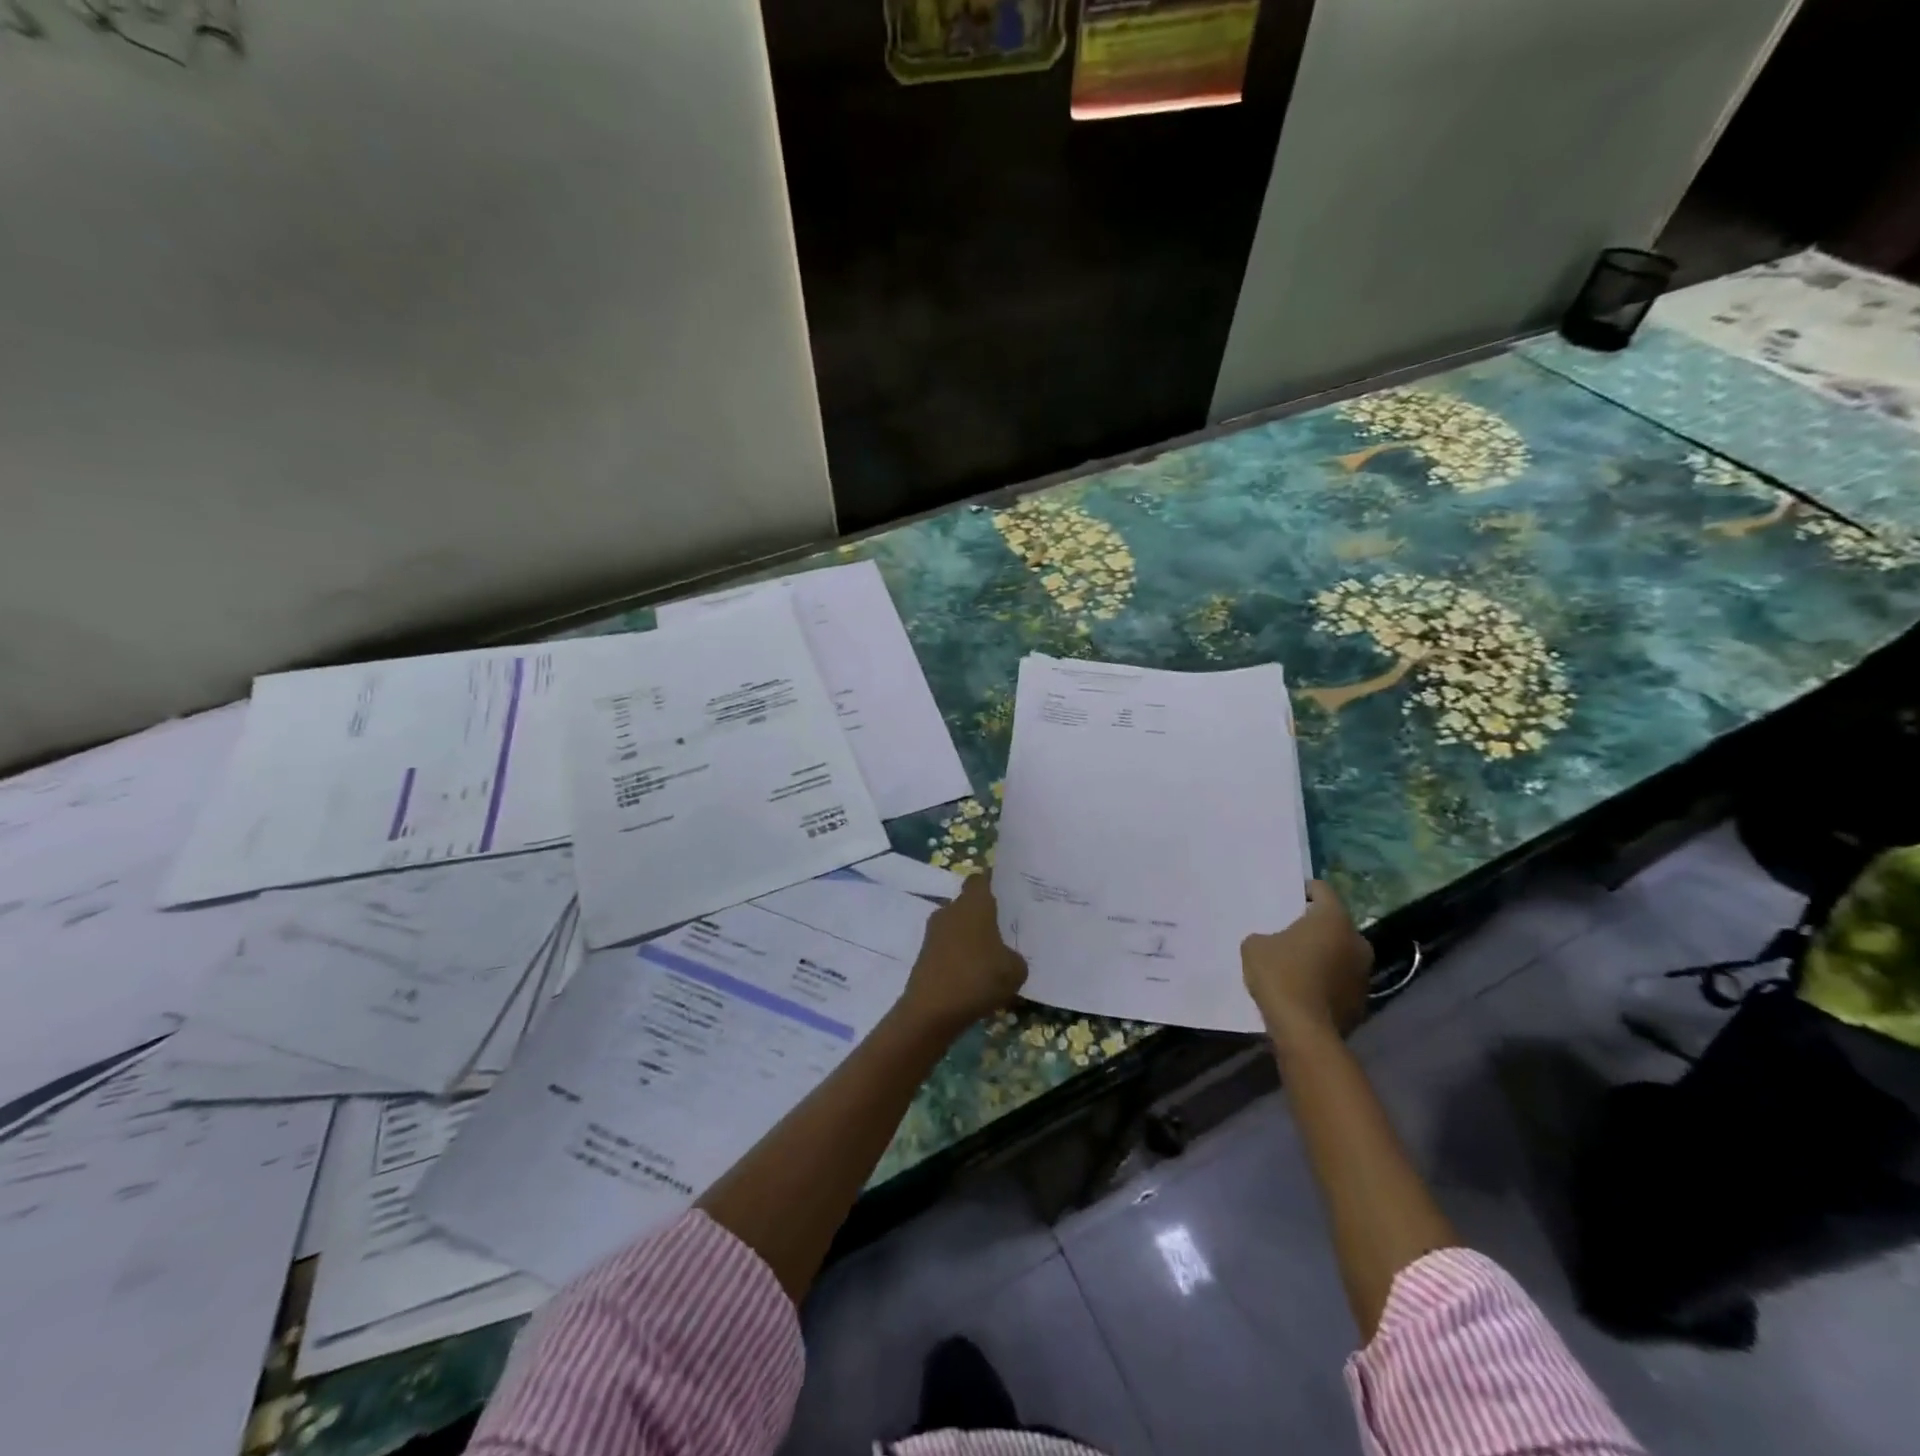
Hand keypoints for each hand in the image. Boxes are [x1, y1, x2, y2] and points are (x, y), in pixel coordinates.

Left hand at [898, 872, 1028, 1034]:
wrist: (931, 1011)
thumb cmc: (978, 978)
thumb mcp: (1015, 970)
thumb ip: (1016, 957)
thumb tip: (1008, 956)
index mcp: (973, 904)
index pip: (981, 879)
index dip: (993, 883)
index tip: (1008, 893)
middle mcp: (950, 910)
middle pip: (969, 904)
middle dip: (984, 914)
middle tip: (1006, 929)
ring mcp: (934, 932)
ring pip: (957, 926)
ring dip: (971, 937)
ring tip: (992, 957)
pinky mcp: (924, 955)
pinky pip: (948, 947)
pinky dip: (960, 956)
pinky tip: (974, 975)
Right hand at [1241, 880, 1372, 1039]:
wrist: (1304, 1031)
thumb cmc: (1280, 976)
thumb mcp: (1255, 946)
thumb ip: (1266, 936)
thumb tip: (1275, 944)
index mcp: (1333, 919)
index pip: (1322, 889)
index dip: (1303, 889)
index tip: (1287, 896)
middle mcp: (1357, 941)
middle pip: (1334, 923)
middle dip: (1314, 926)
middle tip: (1289, 931)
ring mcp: (1364, 973)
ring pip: (1340, 953)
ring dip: (1323, 954)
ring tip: (1296, 963)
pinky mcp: (1362, 1001)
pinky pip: (1341, 980)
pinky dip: (1327, 980)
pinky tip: (1305, 989)